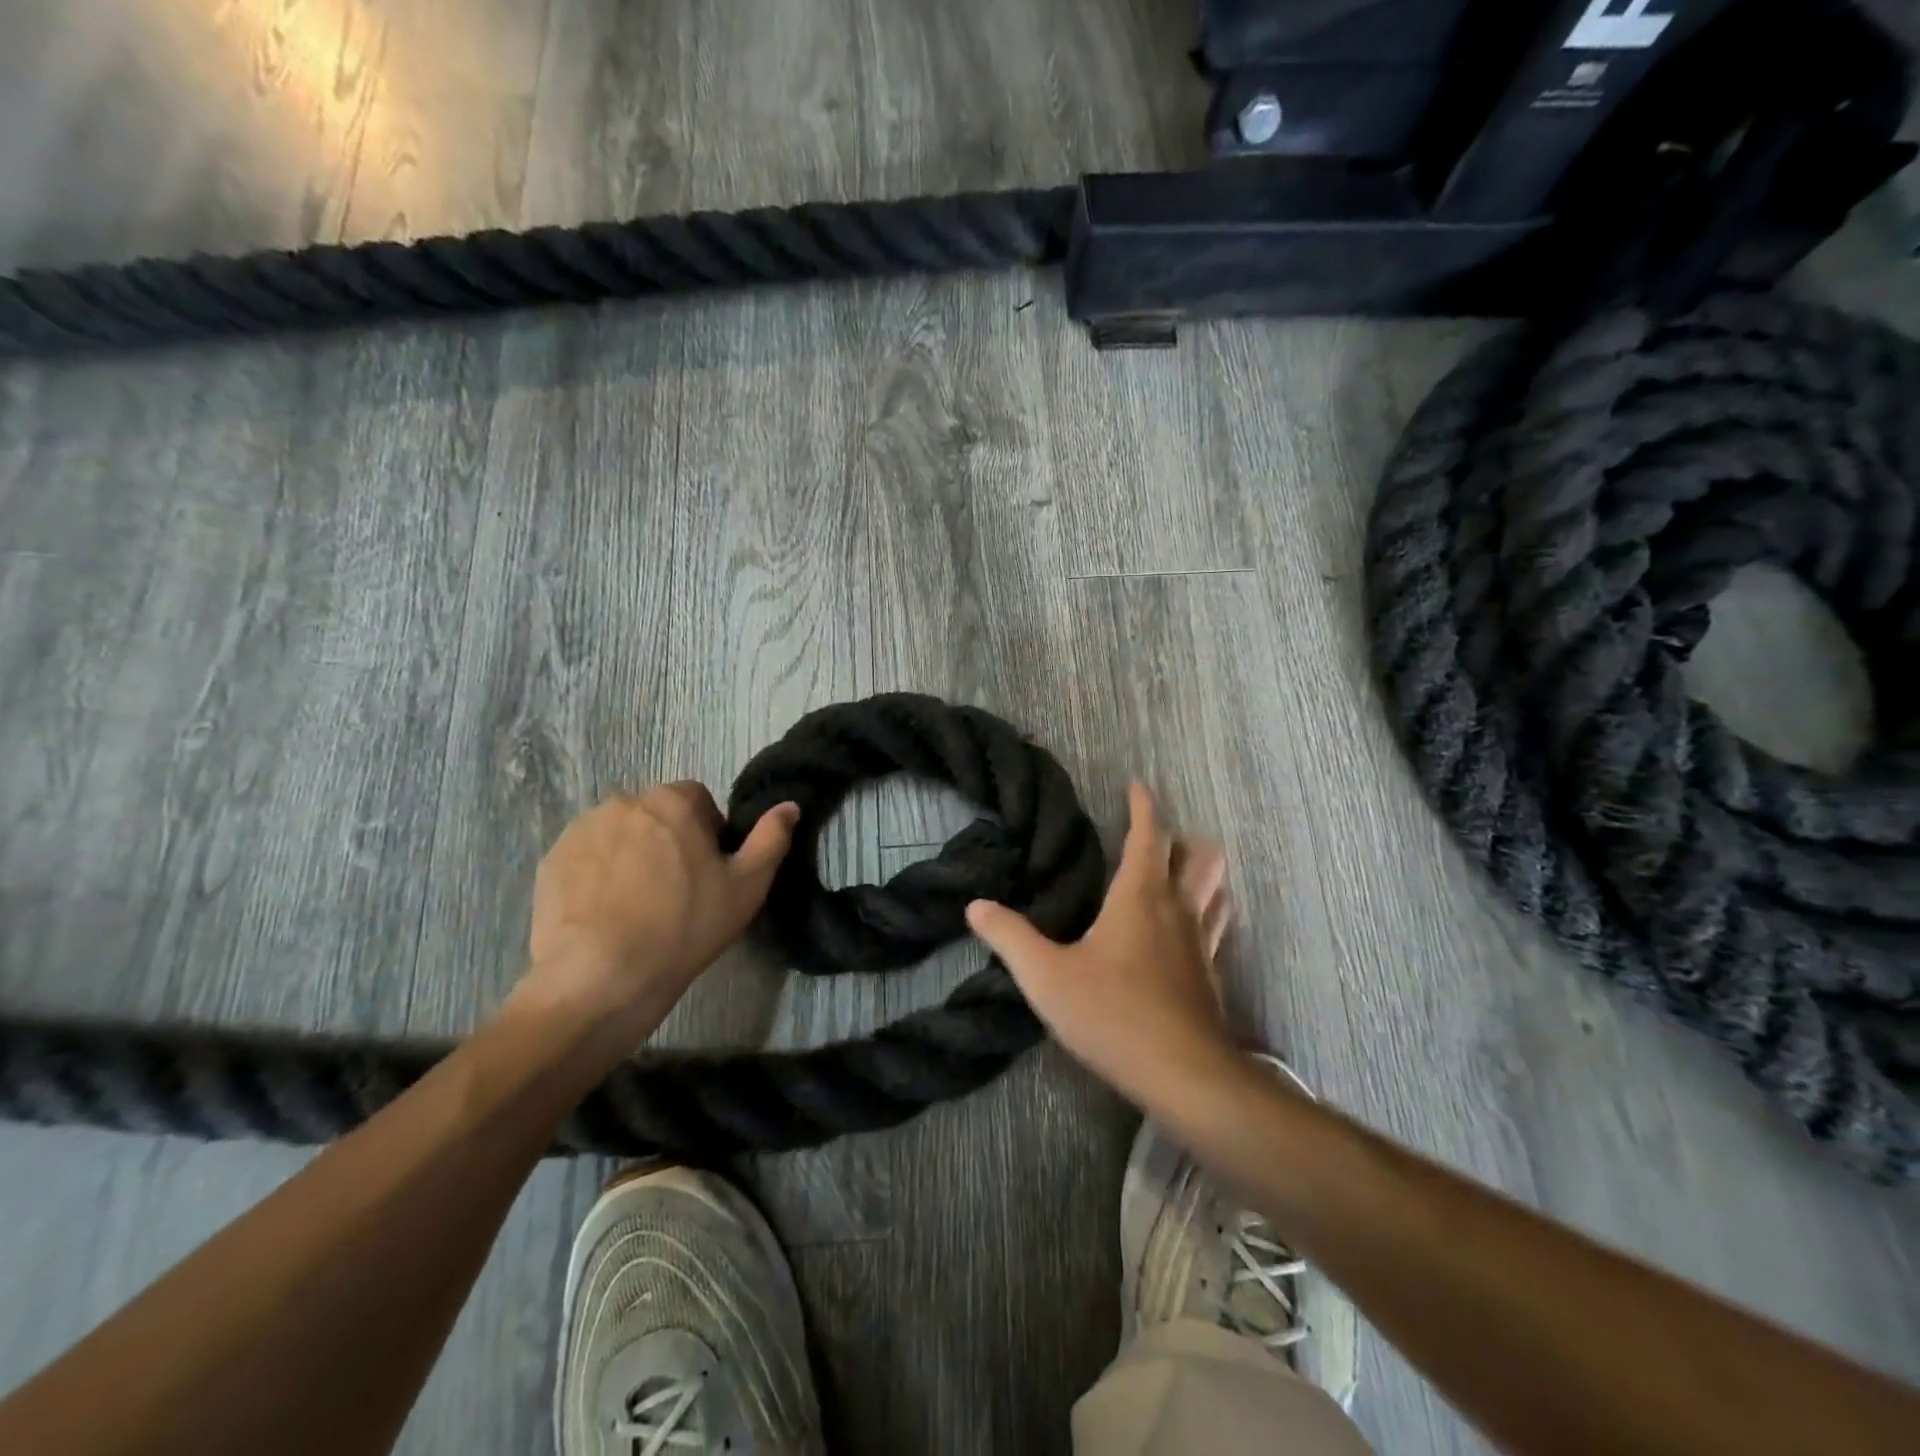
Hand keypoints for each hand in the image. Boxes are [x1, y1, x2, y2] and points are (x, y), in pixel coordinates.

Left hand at [518, 783, 799, 1035]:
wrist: (601, 977)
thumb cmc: (685, 927)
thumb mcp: (747, 886)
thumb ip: (771, 839)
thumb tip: (790, 805)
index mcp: (673, 801)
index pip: (698, 799)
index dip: (708, 832)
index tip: (708, 871)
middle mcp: (625, 802)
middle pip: (657, 814)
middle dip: (668, 840)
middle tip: (676, 891)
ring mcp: (582, 830)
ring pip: (620, 833)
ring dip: (632, 854)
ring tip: (638, 905)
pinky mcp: (552, 860)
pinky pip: (587, 856)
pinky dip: (598, 874)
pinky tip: (607, 913)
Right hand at [965, 782, 1234, 1108]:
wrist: (1183, 1074)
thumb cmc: (1112, 1015)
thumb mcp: (1046, 976)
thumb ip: (1009, 937)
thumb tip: (975, 905)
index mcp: (1140, 895)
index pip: (1149, 834)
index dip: (1143, 805)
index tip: (1136, 784)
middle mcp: (1178, 909)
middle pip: (1197, 855)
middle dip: (1180, 837)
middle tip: (1154, 835)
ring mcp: (1202, 942)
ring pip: (1215, 888)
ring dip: (1201, 871)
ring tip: (1179, 872)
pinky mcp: (1211, 974)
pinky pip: (1217, 925)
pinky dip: (1208, 910)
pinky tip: (1190, 930)